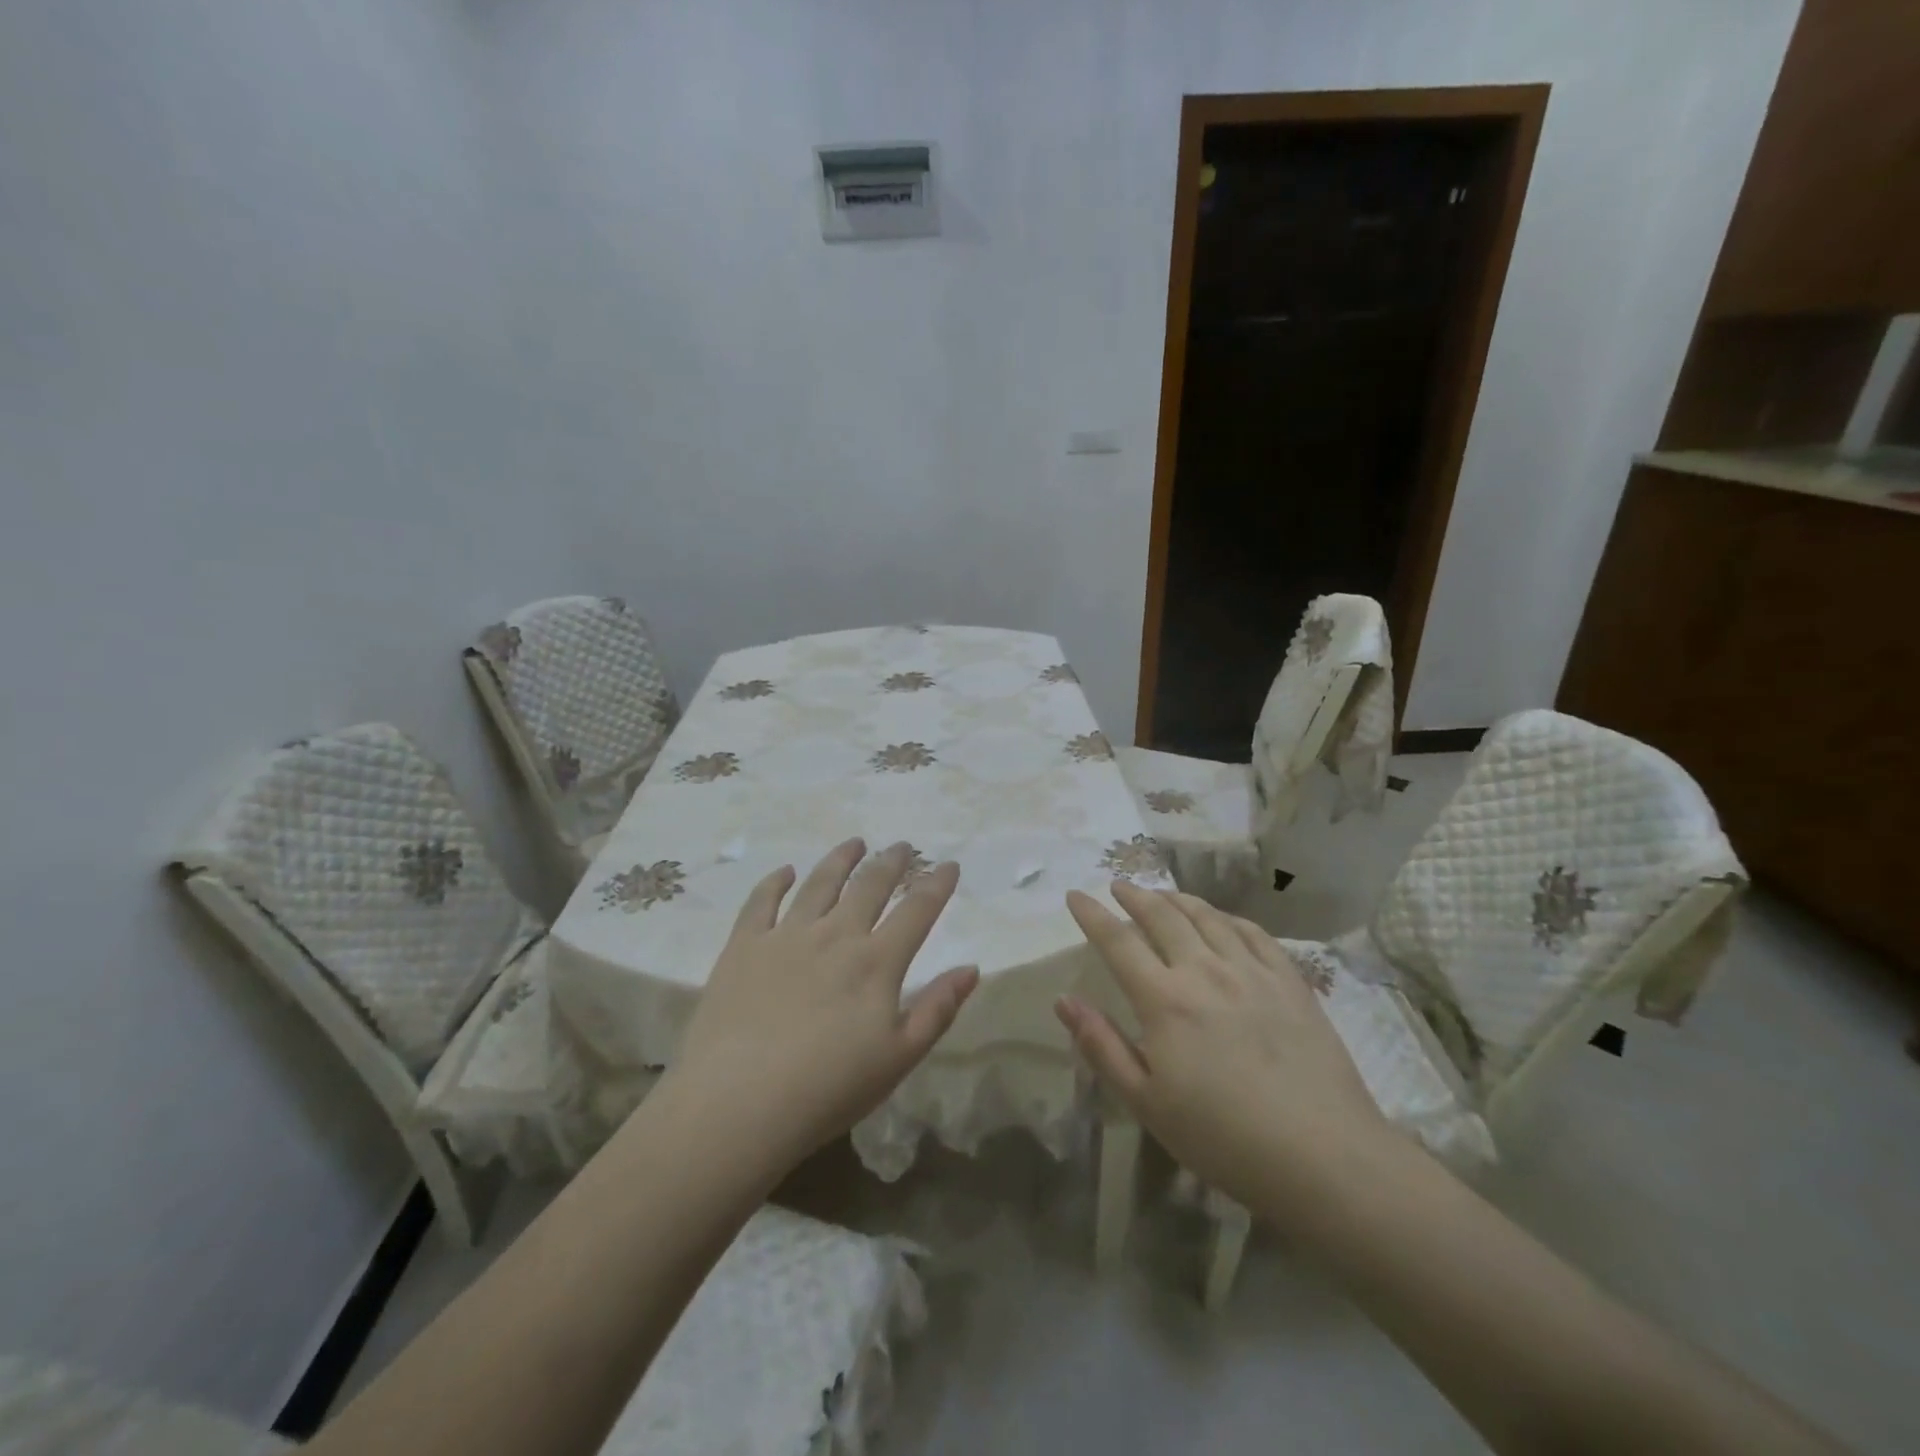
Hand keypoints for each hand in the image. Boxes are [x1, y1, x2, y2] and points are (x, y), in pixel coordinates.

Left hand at [666, 839, 978, 1170]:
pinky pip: (762, 901)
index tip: (948, 865)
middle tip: (903, 846)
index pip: (917, 911)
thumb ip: (937, 1010)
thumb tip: (971, 968)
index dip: (937, 884)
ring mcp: (786, 935)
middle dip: (891, 862)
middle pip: (869, 886)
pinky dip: (776, 881)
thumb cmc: (827, 1089)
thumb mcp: (898, 1059)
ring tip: (854, 843)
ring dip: (841, 859)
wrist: (737, 1103)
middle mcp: (835, 935)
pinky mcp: (744, 946)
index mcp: (876, 962)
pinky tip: (786, 872)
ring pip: (820, 883)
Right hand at [1057, 884, 1386, 1210]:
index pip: (1118, 942)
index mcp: (1165, 1000)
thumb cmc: (1223, 1138)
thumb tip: (1064, 999)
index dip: (1092, 915)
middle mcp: (1205, 971)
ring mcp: (1252, 971)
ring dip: (1177, 899)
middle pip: (1163, 916)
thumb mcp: (1146, 1103)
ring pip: (1207, 916)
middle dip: (1134, 896)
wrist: (1323, 1156)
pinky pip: (1253, 933)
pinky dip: (1227, 917)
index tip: (1076, 894)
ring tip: (1162, 894)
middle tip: (1119, 886)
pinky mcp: (1290, 981)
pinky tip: (1221, 919)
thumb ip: (1102, 1046)